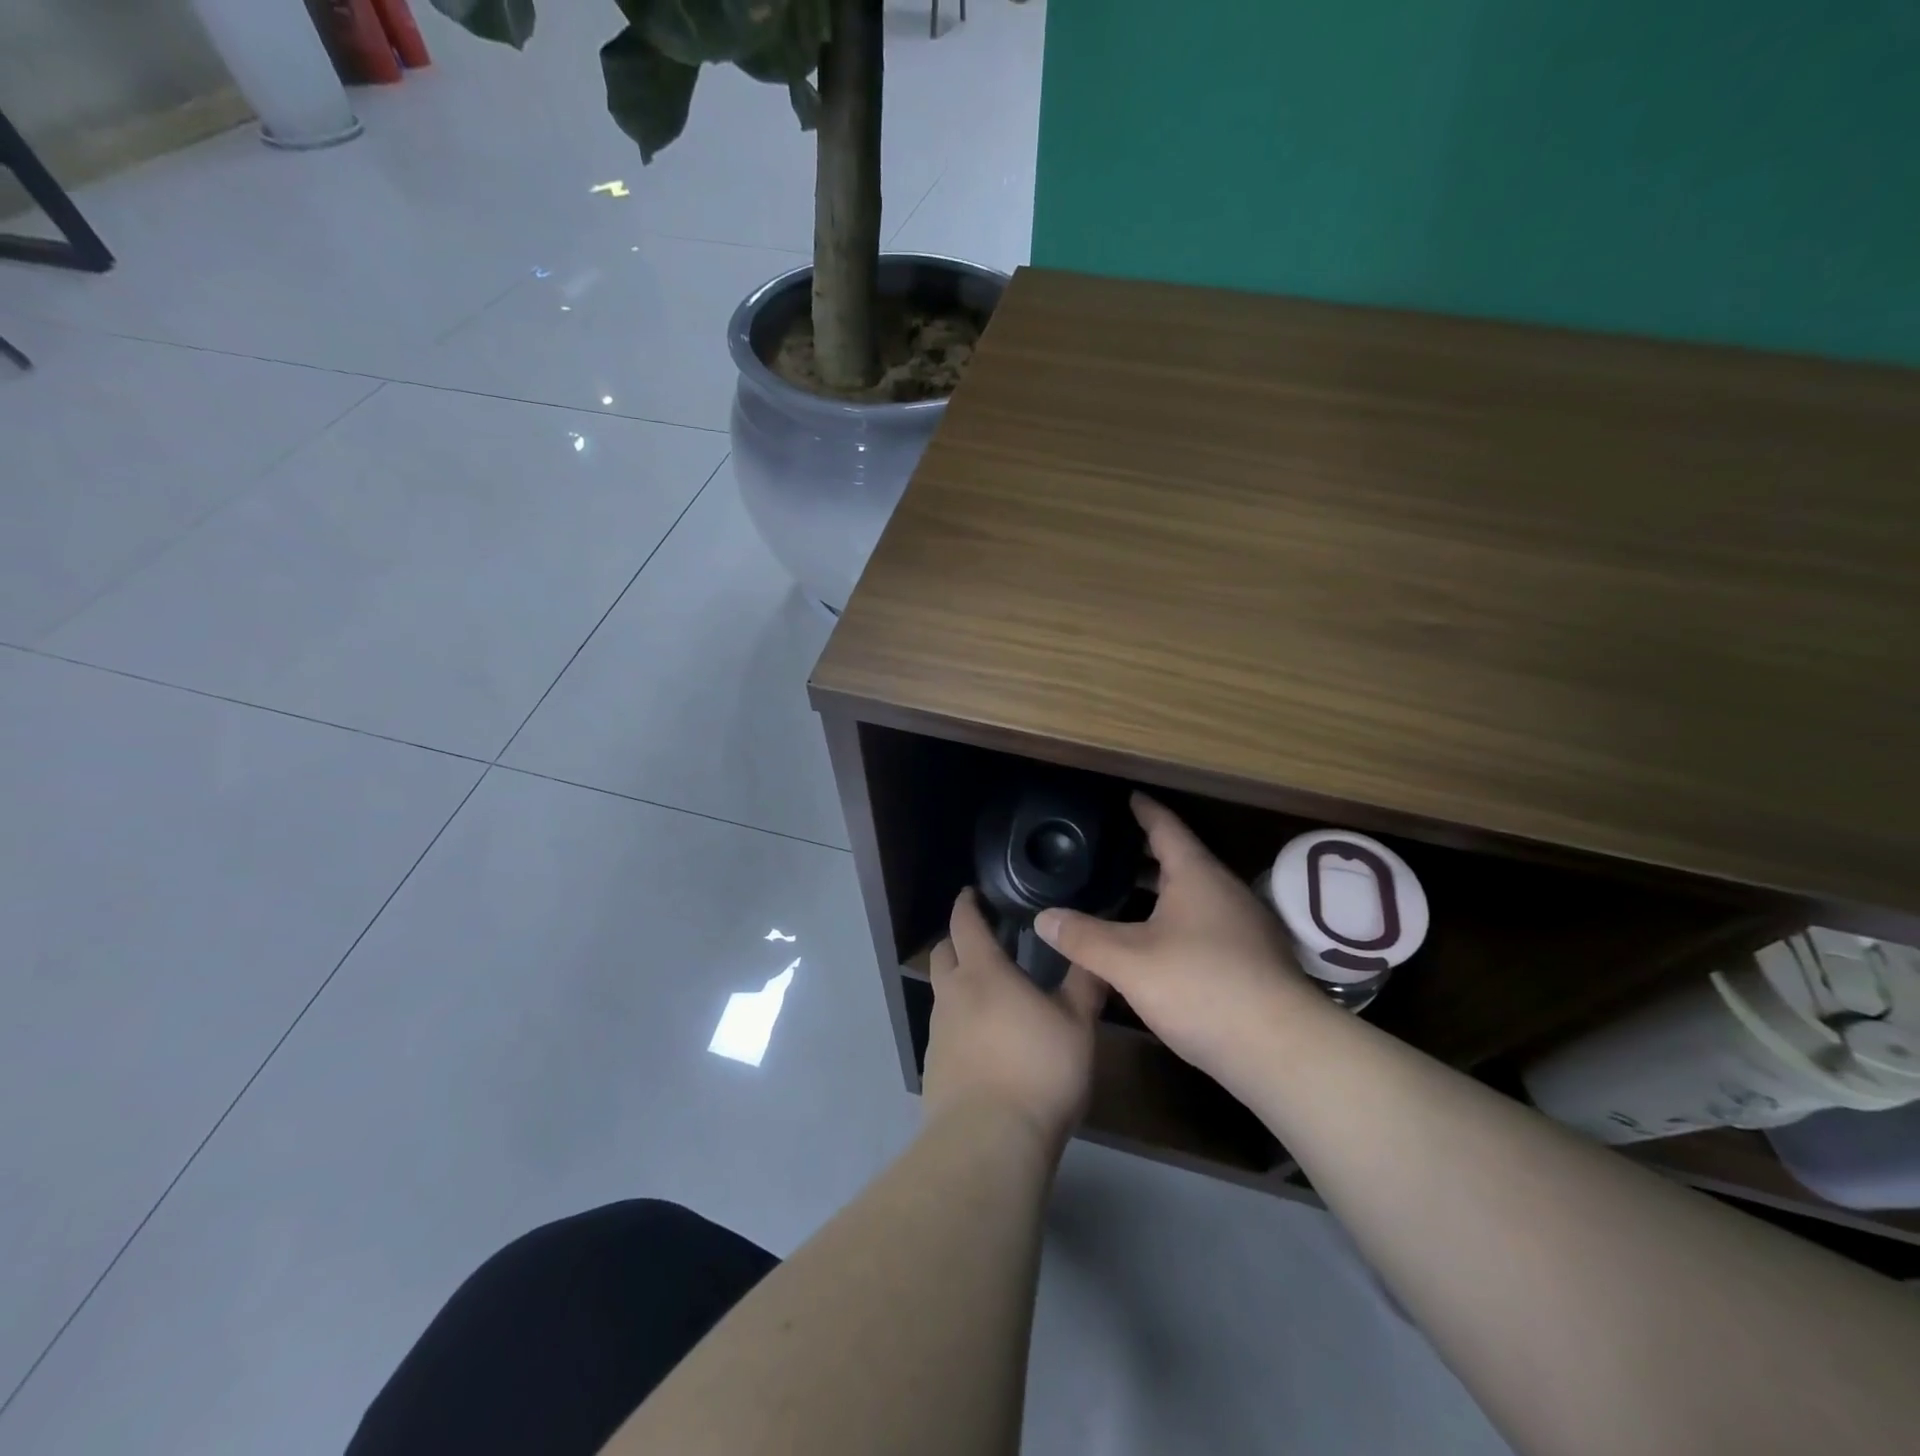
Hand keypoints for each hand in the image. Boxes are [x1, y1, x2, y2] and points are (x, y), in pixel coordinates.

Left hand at [922, 889, 1104, 1152]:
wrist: (989, 1142)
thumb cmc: (1038, 1071)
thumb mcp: (1076, 1025)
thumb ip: (1085, 984)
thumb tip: (1094, 951)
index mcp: (983, 973)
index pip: (965, 923)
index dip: (967, 904)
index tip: (972, 894)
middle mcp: (952, 995)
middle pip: (942, 953)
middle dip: (957, 940)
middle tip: (983, 941)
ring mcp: (937, 1033)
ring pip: (942, 993)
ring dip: (958, 983)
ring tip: (990, 995)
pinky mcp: (933, 1068)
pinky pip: (943, 1030)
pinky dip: (959, 1022)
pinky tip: (984, 1043)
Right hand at [1034, 794, 1329, 1088]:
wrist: (1281, 1051)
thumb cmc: (1201, 987)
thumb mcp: (1130, 962)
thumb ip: (1084, 937)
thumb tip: (1043, 918)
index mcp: (1197, 875)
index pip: (1166, 827)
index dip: (1143, 810)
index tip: (1126, 796)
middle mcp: (1224, 891)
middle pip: (1180, 861)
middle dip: (1143, 855)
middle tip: (1105, 851)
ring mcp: (1243, 927)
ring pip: (1192, 897)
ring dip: (1158, 893)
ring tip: (1119, 896)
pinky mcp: (1251, 961)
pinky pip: (1203, 925)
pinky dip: (1174, 922)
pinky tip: (1152, 945)